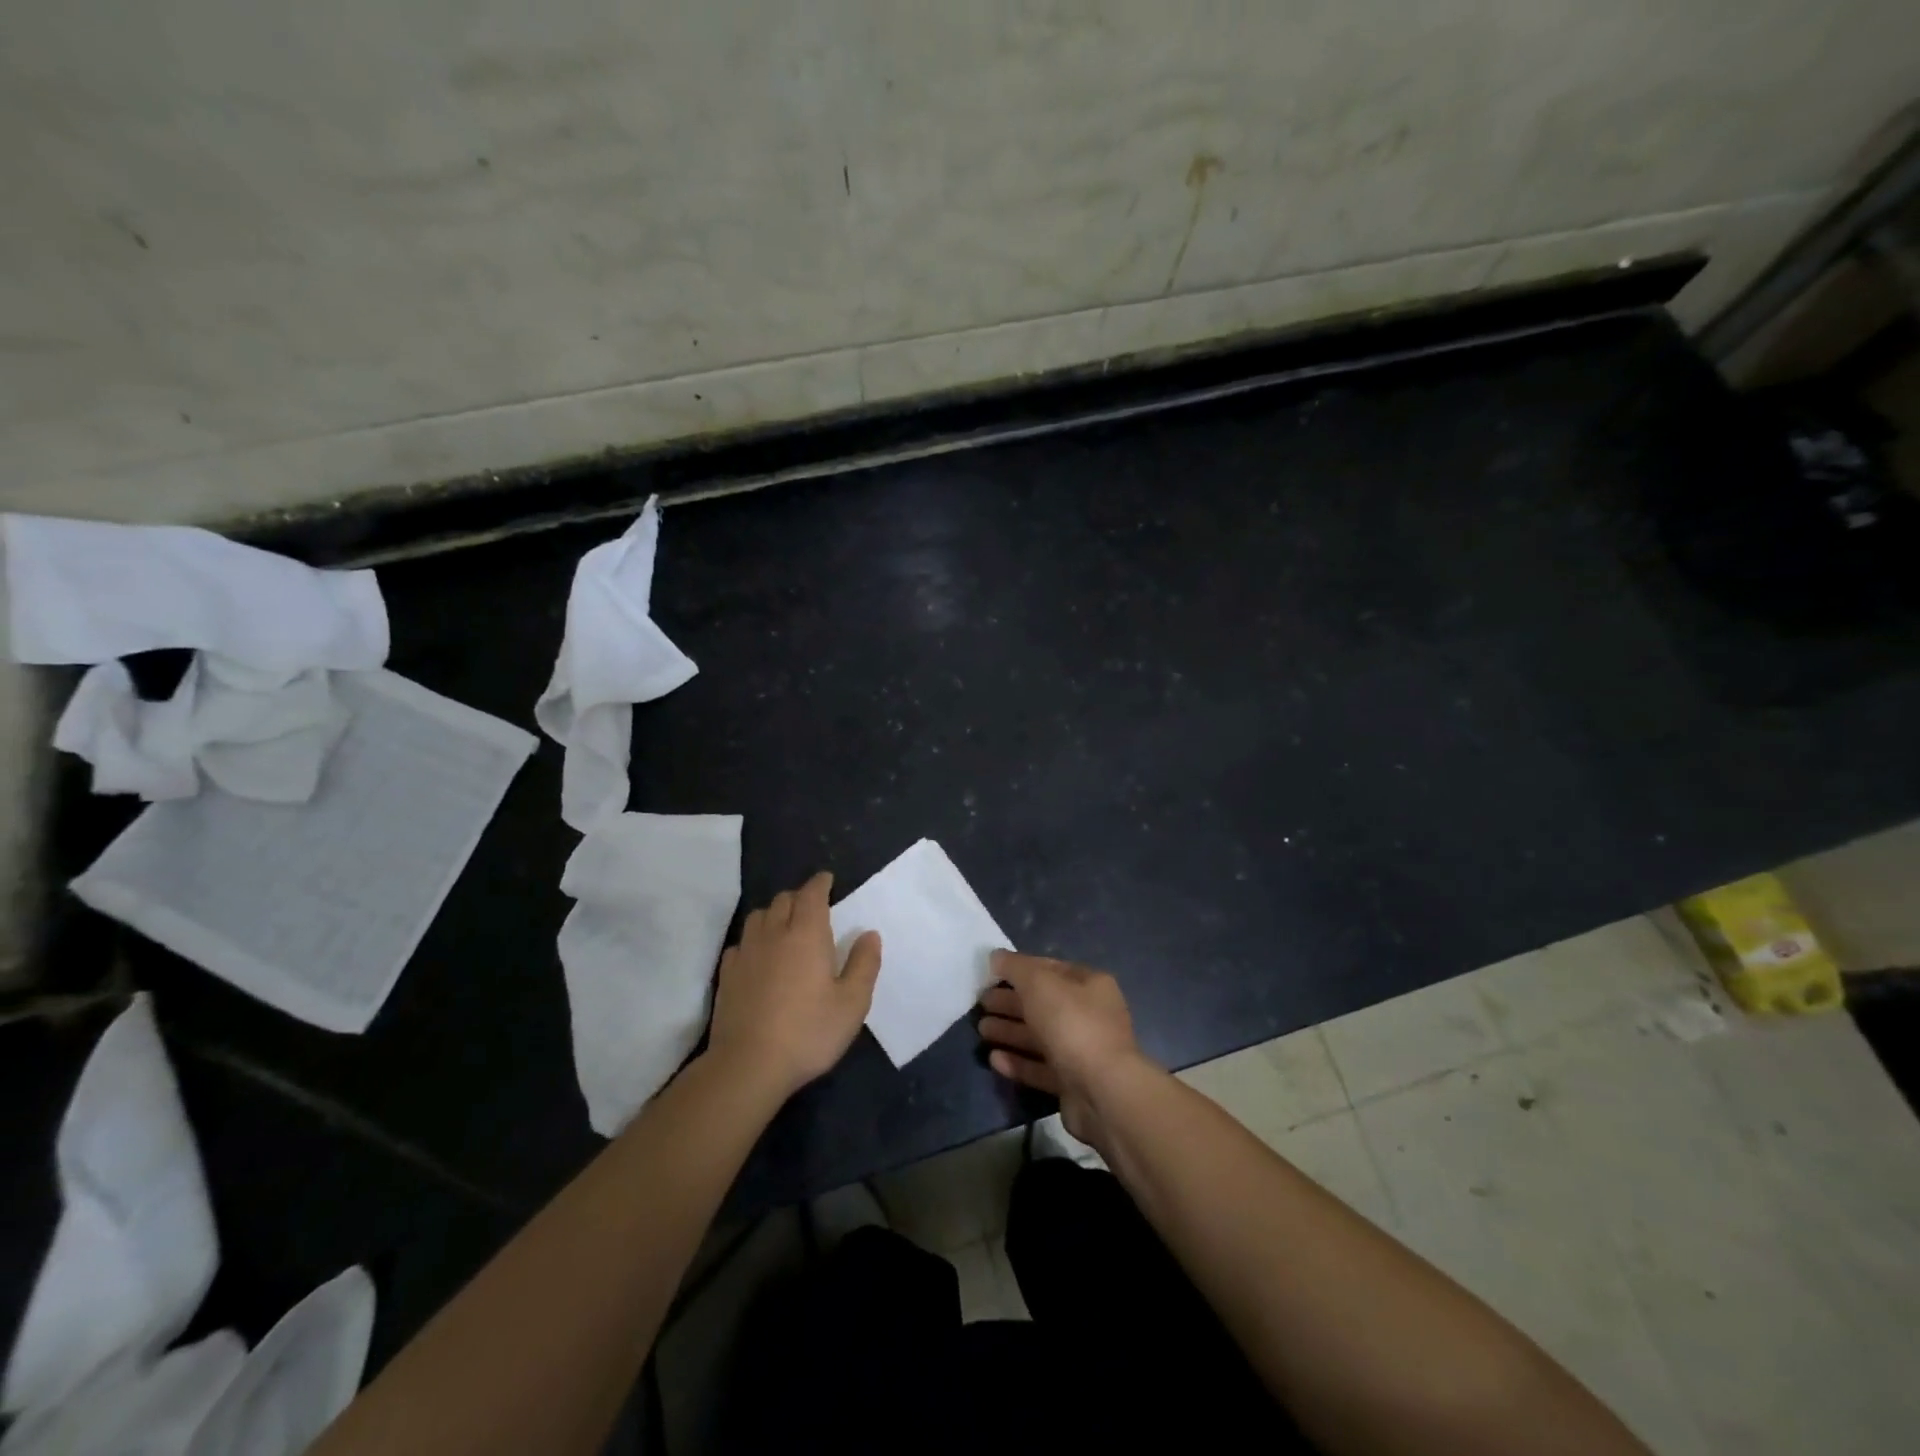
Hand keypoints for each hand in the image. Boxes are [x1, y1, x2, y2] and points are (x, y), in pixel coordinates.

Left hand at [708, 873, 881, 1098]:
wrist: (748, 1065)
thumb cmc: (808, 1032)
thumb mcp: (852, 1003)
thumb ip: (864, 964)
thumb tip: (869, 934)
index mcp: (807, 934)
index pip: (811, 894)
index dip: (820, 883)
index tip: (827, 880)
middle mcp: (774, 934)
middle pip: (783, 900)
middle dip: (799, 897)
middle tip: (812, 908)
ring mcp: (746, 953)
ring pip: (759, 916)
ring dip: (774, 914)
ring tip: (785, 927)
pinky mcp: (726, 975)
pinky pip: (741, 943)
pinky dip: (753, 940)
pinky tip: (759, 956)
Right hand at [977, 951, 1153, 1150]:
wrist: (1103, 1092)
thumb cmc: (1072, 1024)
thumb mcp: (1039, 983)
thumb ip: (1015, 967)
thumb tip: (996, 957)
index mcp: (1090, 985)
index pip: (1050, 969)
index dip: (1020, 969)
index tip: (991, 974)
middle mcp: (1090, 1015)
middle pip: (1043, 1004)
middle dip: (1011, 1002)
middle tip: (981, 1003)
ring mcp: (1083, 1051)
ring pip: (1040, 1037)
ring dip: (1010, 1031)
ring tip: (981, 1030)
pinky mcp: (1073, 1084)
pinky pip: (1040, 1068)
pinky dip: (1017, 1062)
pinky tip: (993, 1059)